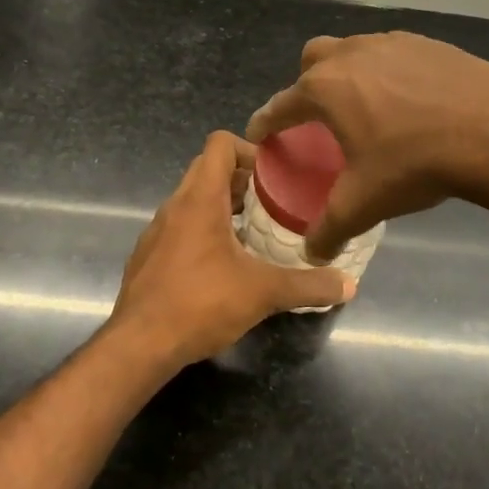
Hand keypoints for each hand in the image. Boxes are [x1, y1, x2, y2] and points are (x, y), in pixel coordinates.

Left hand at [110, 132, 354, 371]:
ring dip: (223, 207)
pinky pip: (180, 228)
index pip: (220, 144)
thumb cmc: (200, 304)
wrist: (139, 345)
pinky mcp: (148, 256)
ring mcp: (157, 231)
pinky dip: (203, 232)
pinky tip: (224, 266)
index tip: (275, 175)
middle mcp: (174, 206)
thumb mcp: (263, 293)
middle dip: (242, 180)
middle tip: (273, 203)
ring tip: (254, 234)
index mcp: (200, 199)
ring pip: (192, 201)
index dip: (250, 149)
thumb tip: (349, 286)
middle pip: (207, 170)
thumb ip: (308, 286)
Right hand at [247, 32, 488, 261]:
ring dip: (349, 74)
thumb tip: (311, 253)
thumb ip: (329, 229)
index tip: (259, 134)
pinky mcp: (429, 43)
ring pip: (354, 50)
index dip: (265, 122)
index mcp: (325, 89)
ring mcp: (392, 42)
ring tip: (366, 109)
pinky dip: (388, 73)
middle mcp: (351, 55)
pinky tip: (409, 102)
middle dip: (306, 85)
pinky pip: (393, 53)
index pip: (280, 105)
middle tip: (319, 118)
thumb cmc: (415, 164)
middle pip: (312, 60)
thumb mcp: (364, 204)